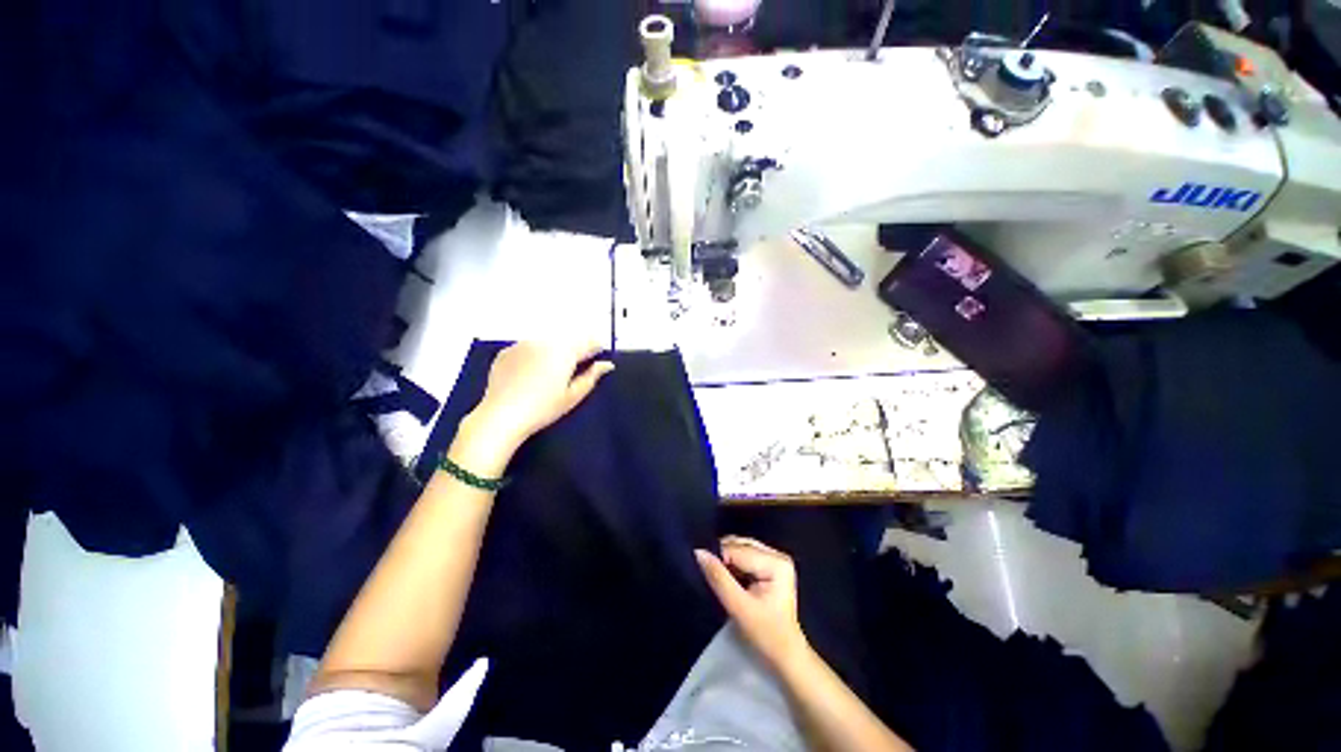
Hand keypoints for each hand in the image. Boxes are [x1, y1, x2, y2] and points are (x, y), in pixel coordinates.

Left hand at [469, 341, 614, 452]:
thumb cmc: (543, 408)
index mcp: (565, 351)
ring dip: (553, 352)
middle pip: (568, 340)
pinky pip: (527, 348)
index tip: (596, 360)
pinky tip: (529, 376)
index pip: (589, 341)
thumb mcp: (573, 396)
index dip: (596, 349)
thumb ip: (592, 376)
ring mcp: (523, 344)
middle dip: (573, 351)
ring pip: (547, 343)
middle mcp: (544, 341)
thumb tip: (606, 365)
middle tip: (571, 373)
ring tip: (548, 376)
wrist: (501, 416)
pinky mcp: (506, 351)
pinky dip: (533, 356)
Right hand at [695, 537, 808, 669]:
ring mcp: (775, 559)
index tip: (702, 569)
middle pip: (740, 545)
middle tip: (707, 571)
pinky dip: (733, 564)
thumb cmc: (766, 635)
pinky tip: (727, 577)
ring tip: (716, 575)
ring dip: (726, 560)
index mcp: (776, 563)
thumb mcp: (739, 608)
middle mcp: (777, 554)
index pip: (738, 550)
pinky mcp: (770, 566)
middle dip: (722, 556)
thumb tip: (698, 552)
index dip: (718, 558)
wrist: (785, 655)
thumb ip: (718, 578)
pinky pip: (745, 555)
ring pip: (741, 548)